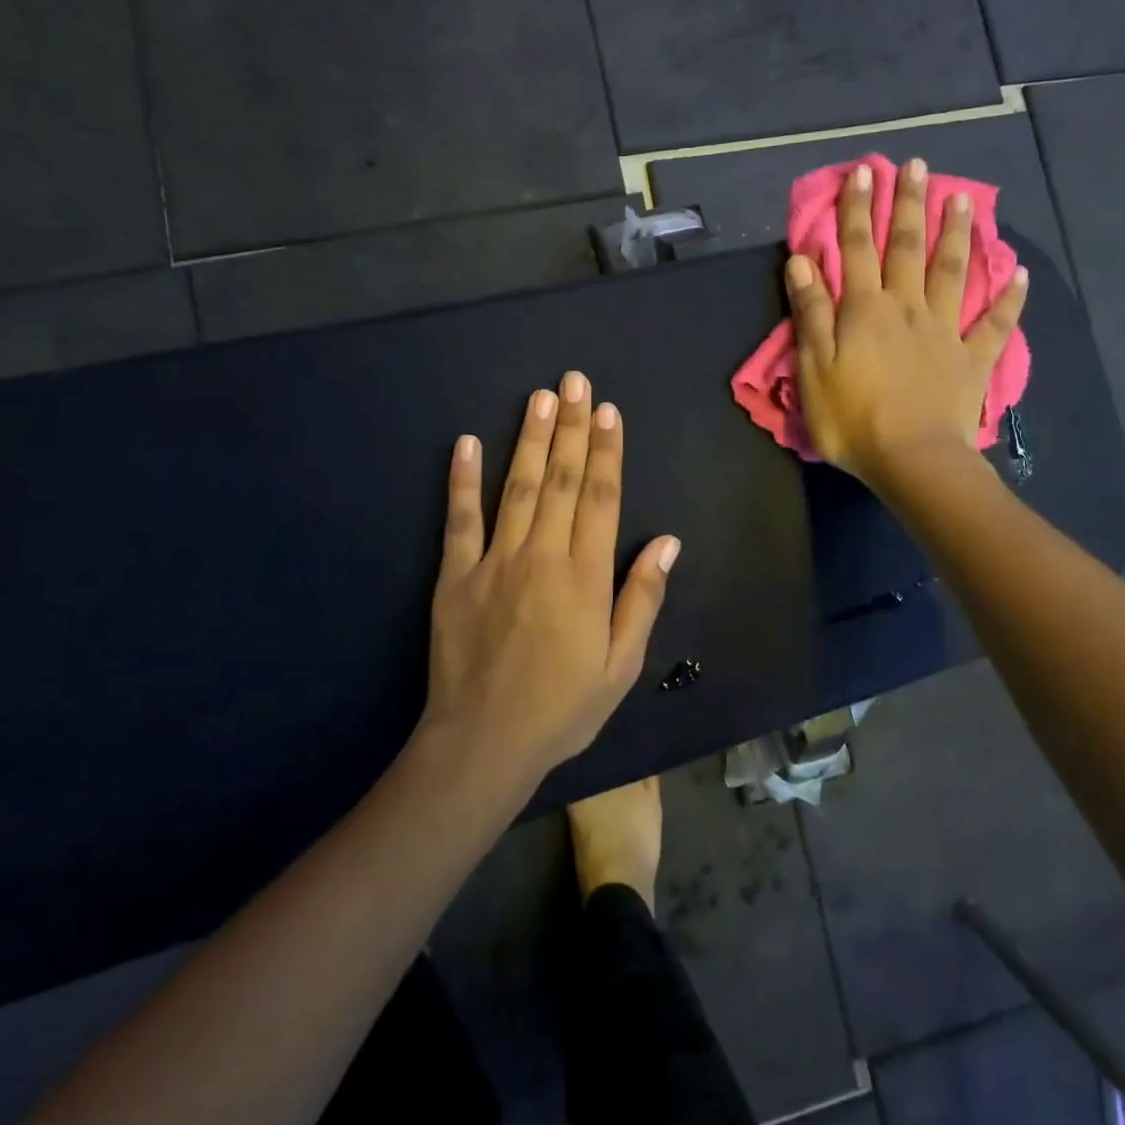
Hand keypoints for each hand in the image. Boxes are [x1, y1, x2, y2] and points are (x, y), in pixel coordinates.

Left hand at [421, 371, 680, 787]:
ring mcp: (495, 562)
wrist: (485, 743)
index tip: (608, 412)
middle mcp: (543, 556)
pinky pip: (459, 520)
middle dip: (570, 428)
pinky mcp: (456, 576)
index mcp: (586, 577)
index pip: (602, 498)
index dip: (607, 451)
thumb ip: (643, 598)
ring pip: (517, 488)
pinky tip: (467, 442)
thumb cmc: (563, 707)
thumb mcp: (622, 665)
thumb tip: (668, 542)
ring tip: (539, 397)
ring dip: (530, 439)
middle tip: (574, 382)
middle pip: (561, 480)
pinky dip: (463, 480)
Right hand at [784, 158, 1027, 486]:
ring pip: (953, 272)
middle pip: (908, 248)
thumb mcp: (814, 367)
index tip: (863, 172)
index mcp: (865, 310)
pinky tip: (1020, 274)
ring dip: (957, 234)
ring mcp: (945, 331)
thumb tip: (803, 261)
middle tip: (916, 166)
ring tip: (963, 198)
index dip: (858, 209)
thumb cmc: (853, 419)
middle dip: (909, 205)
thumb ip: (811, 312)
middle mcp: (908, 308)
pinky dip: (1009, 299)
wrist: (912, 459)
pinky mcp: (972, 359)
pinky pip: (995, 324)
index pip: (857, 249)